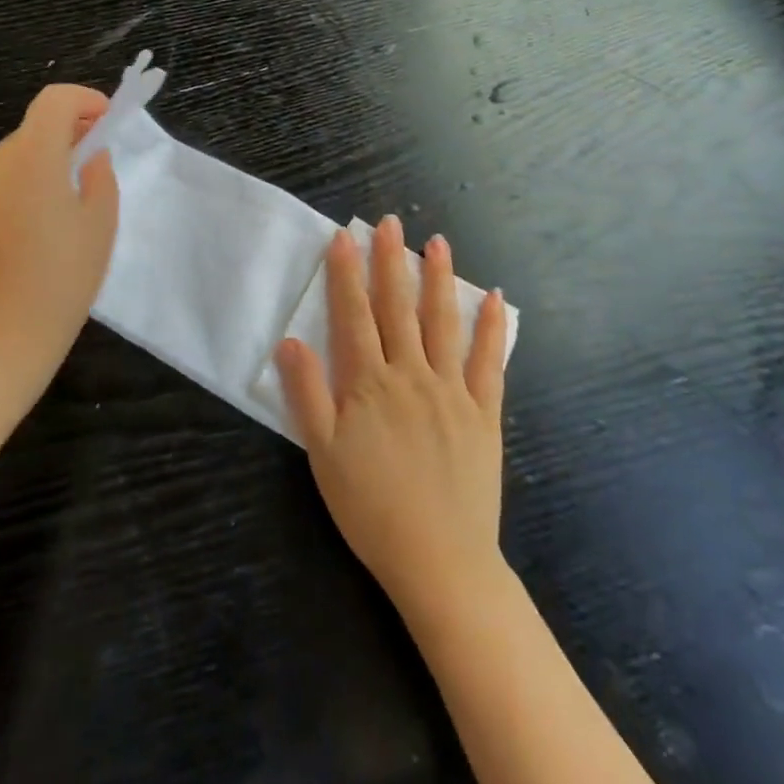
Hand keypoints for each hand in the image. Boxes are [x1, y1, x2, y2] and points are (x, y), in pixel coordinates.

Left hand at [0, 84, 119, 410]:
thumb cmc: (61, 278)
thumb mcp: (100, 223)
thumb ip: (98, 174)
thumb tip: (87, 155)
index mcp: (30, 155)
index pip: (55, 100)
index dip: (84, 100)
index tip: (104, 118)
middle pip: (32, 134)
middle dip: (62, 144)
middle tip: (87, 175)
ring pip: (9, 165)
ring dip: (34, 174)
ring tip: (54, 219)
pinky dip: (10, 198)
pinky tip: (21, 241)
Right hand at [275, 216, 507, 615]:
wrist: (440, 561)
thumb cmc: (371, 508)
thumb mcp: (323, 455)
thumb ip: (307, 394)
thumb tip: (290, 340)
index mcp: (369, 383)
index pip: (353, 315)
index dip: (346, 274)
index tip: (344, 236)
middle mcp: (411, 374)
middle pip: (398, 307)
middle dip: (392, 261)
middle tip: (392, 222)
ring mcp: (451, 390)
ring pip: (442, 322)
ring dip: (439, 279)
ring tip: (437, 242)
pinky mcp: (484, 412)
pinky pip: (488, 362)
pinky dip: (491, 328)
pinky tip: (494, 298)